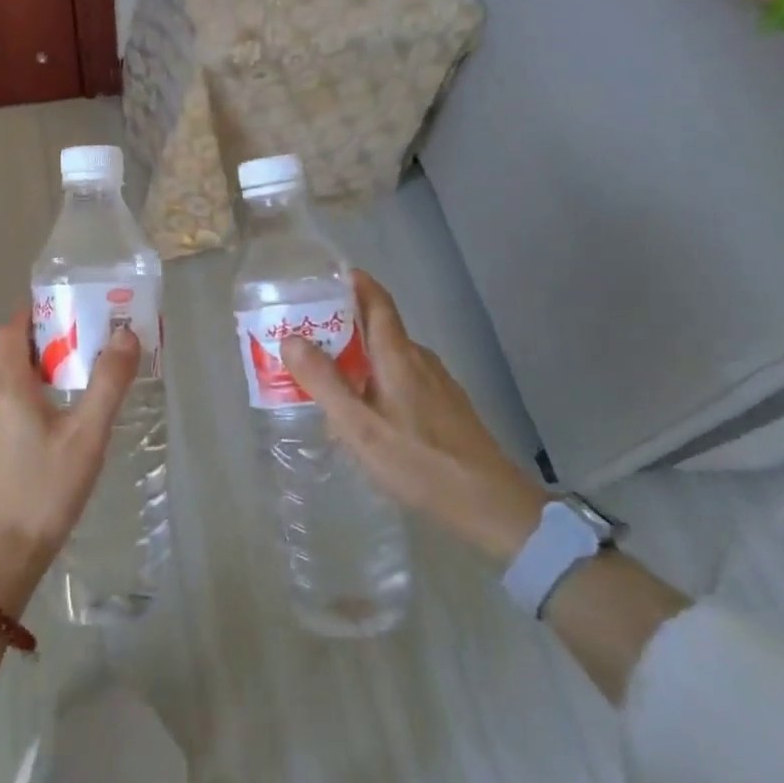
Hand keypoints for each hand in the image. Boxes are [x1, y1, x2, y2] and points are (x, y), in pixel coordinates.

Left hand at [0, 310, 139, 615]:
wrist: (0, 559)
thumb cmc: (45, 490)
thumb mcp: (86, 435)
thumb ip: (107, 383)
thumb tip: (126, 334)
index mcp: (7, 387)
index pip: (11, 329)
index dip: (35, 312)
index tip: (69, 308)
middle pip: (13, 355)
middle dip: (49, 342)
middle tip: (90, 344)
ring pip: (13, 385)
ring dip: (45, 373)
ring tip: (85, 381)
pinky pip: (11, 409)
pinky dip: (36, 400)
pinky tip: (64, 425)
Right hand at [281, 271, 549, 565]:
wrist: (492, 505)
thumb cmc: (419, 462)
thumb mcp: (359, 427)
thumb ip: (324, 382)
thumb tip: (291, 339)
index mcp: (398, 355)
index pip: (377, 300)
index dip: (354, 283)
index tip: (325, 277)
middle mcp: (420, 360)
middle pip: (379, 328)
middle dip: (342, 326)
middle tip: (305, 337)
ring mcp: (438, 384)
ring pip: (390, 358)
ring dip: (358, 359)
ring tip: (325, 379)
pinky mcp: (446, 408)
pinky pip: (402, 380)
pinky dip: (376, 382)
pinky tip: (364, 415)